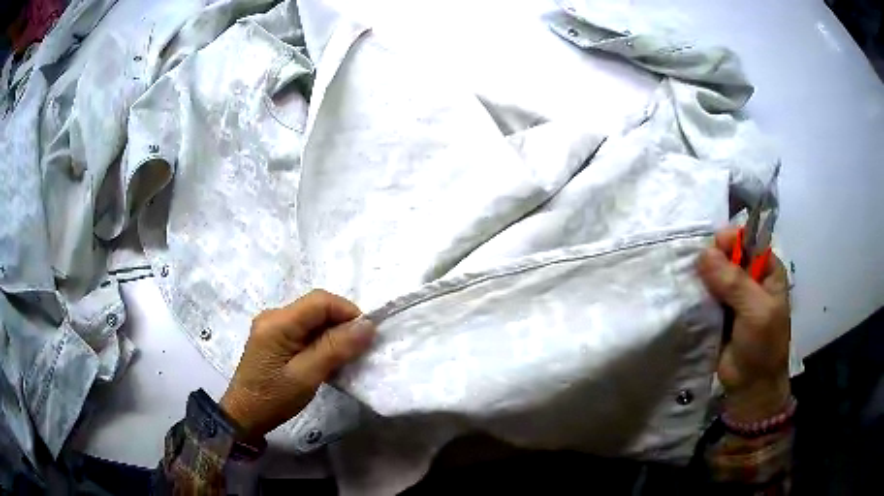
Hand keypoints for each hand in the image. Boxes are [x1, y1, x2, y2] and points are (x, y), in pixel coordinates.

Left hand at [220, 290, 375, 440]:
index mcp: (278, 322)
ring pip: (312, 319)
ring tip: (344, 358)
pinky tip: (326, 360)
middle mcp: (274, 316)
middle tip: (357, 350)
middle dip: (341, 324)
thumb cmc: (274, 398)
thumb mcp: (307, 376)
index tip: (366, 336)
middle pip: (316, 307)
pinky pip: (304, 330)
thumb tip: (367, 326)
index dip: (347, 312)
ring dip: (332, 334)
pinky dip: (321, 341)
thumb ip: (335, 348)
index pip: (320, 301)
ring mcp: (272, 326)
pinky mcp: (274, 338)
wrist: (245, 416)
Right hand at [698, 228, 790, 422]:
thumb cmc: (763, 346)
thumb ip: (734, 282)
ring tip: (684, 279)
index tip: (711, 250)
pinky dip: (694, 293)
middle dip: (711, 258)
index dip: (729, 240)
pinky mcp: (716, 312)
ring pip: (713, 274)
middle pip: (727, 254)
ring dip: (699, 276)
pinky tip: (683, 292)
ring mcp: (732, 295)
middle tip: (693, 269)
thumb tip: (704, 254)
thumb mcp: (756, 311)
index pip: (747, 240)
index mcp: (767, 270)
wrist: (749, 387)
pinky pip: (703, 294)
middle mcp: (749, 277)